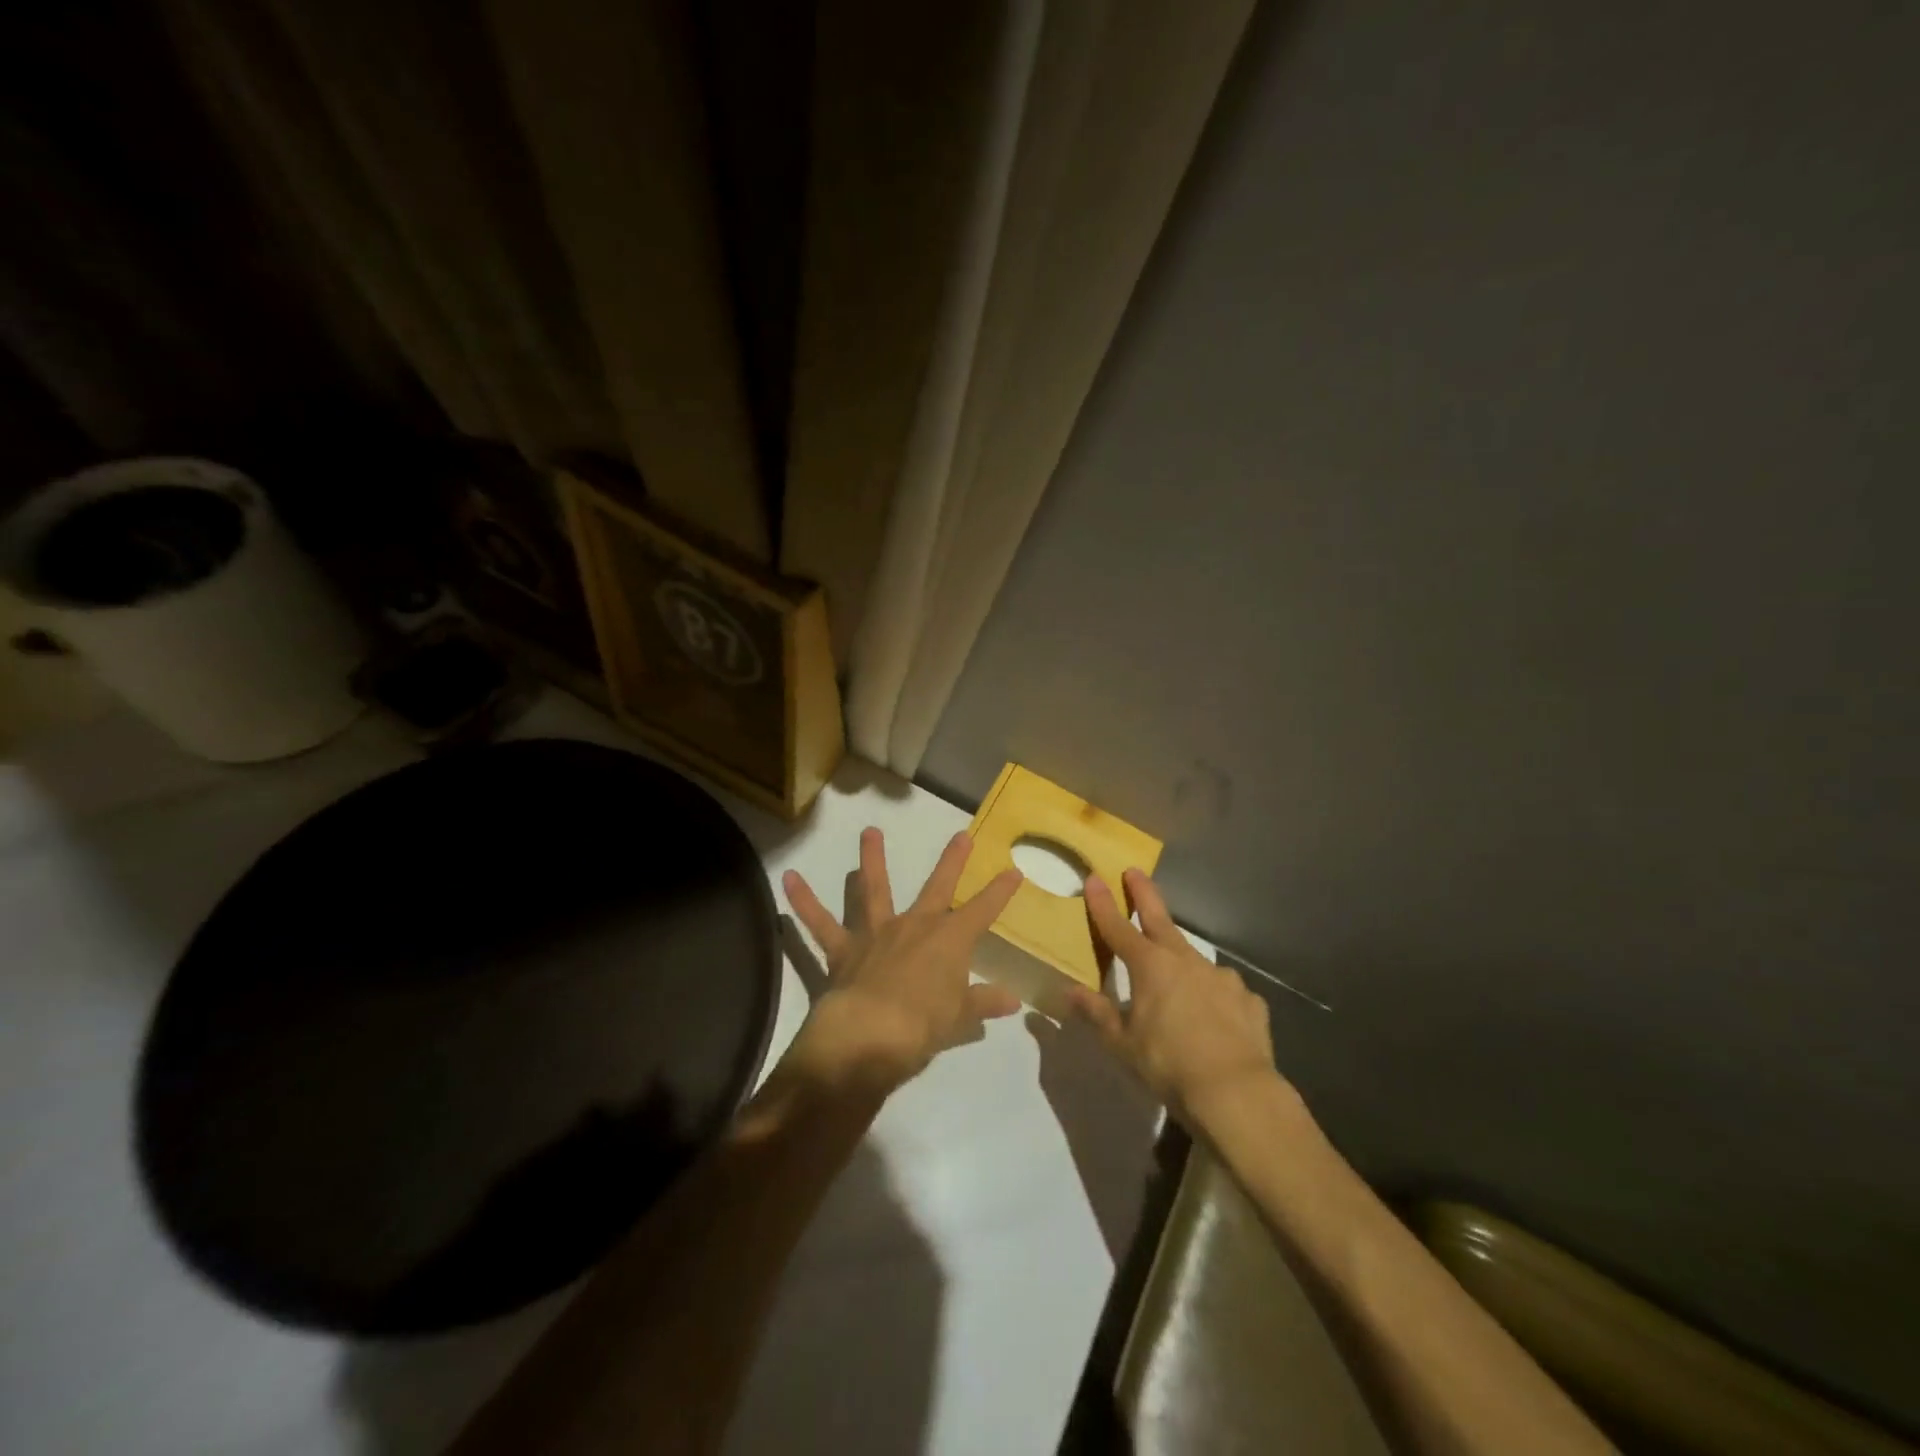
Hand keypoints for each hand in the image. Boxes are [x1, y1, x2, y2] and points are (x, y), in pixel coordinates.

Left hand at [781, 828, 1023, 1093]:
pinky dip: (804, 901)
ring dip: (871, 859)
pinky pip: (819, 923)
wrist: (870, 1036)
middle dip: (952, 861)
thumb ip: (983, 1003)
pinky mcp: (842, 950)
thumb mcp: (960, 1019)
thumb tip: (1012, 1001)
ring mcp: (876, 934)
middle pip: (938, 887)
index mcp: (949, 941)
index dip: (1000, 892)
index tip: (1014, 872)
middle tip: (961, 835)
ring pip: (874, 890)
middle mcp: (915, 926)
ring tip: (868, 831)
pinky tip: (788, 878)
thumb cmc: (923, 1027)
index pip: (983, 911)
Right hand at [1070, 869, 1282, 1121]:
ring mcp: (1221, 977)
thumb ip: (1097, 1013)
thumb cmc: (1168, 1065)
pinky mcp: (1248, 1000)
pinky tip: (1214, 1019)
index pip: (1118, 928)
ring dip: (1181, 961)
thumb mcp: (1122, 1044)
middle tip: (1135, 872)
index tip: (1094, 878)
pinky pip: (1224, 992)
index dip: (1103, 904)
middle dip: (1144, 894)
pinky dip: (1214, 997)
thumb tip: (1069, 991)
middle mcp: (1186, 961)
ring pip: (1194, 960)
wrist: (1236, 1092)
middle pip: (1159, 920)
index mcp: (1150, 967)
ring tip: (1177, 983)